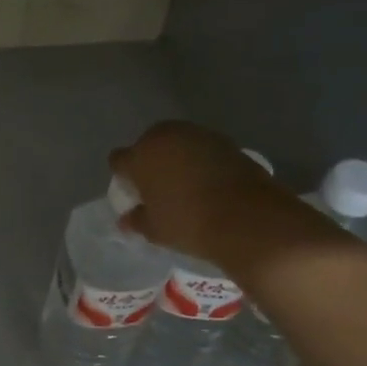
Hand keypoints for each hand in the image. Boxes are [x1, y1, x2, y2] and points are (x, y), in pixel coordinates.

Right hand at [109, 120, 287, 263]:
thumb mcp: (155, 229)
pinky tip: (209, 182)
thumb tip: (126, 219)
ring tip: (185, 183)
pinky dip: (201, 160)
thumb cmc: (188, 223)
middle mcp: (165, 137)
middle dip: (150, 160)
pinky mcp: (225, 141)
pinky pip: (202, 148)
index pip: (119, 160)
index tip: (133, 192)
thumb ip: (136, 220)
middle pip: (148, 144)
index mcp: (140, 156)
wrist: (248, 218)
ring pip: (177, 143)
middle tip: (159, 187)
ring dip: (177, 158)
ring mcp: (197, 135)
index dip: (123, 175)